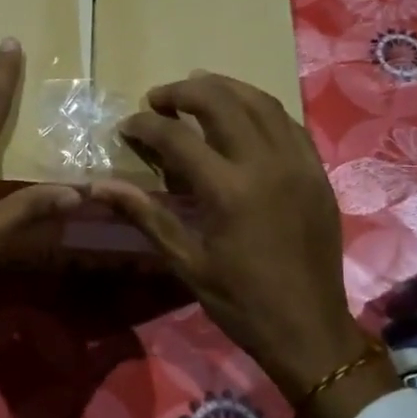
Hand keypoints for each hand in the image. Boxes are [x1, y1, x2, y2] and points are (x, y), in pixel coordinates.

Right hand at [94, 73, 380, 405]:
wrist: (309, 329)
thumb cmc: (241, 301)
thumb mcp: (186, 262)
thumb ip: (145, 215)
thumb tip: (99, 186)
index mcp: (229, 191)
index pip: (178, 137)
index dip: (146, 125)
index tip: (128, 126)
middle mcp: (266, 164)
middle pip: (221, 101)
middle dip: (183, 91)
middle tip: (158, 99)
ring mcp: (298, 164)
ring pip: (260, 102)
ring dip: (223, 88)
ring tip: (196, 91)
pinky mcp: (317, 171)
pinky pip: (287, 123)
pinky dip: (259, 109)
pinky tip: (241, 116)